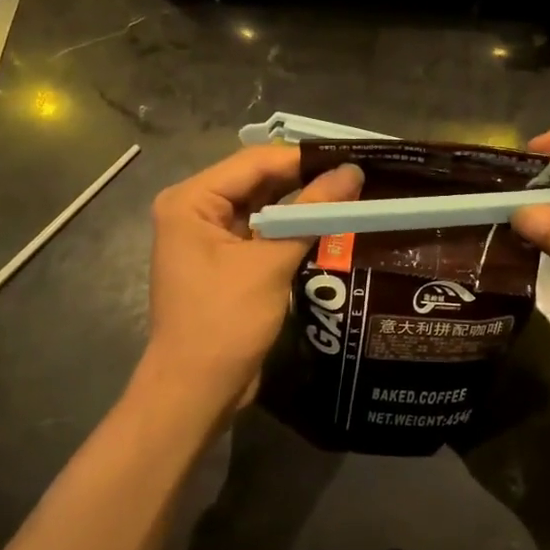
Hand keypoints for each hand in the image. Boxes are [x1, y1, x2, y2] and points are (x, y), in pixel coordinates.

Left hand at [134, 145, 362, 427]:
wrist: (195, 393)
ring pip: (263, 206)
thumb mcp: (271, 263)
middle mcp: (195, 210)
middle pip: (258, 181)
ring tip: (352, 192)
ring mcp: (209, 237)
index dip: (304, 157)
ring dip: (302, 203)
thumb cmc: (225, 322)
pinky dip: (292, 228)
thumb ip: (312, 213)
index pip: (255, 162)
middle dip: (305, 178)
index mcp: (192, 200)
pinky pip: (263, 232)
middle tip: (357, 173)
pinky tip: (329, 224)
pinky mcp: (225, 261)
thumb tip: (353, 172)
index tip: (351, 155)